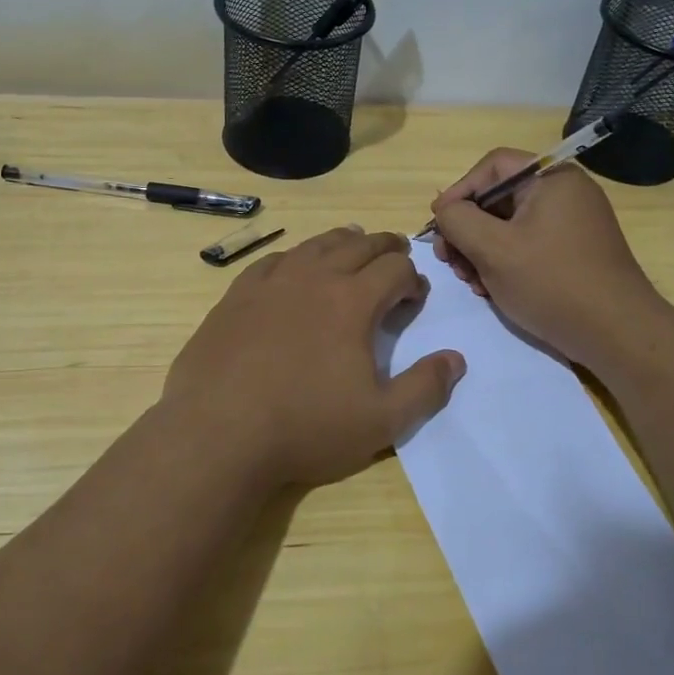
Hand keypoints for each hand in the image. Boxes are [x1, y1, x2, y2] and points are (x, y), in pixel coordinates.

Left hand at [161, 227, 465, 488]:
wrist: (217, 432)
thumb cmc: (305, 427)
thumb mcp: (381, 421)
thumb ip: (425, 388)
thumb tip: (456, 359)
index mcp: (353, 301)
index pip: (395, 269)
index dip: (413, 279)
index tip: (415, 296)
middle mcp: (314, 277)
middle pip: (359, 245)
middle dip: (385, 247)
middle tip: (396, 255)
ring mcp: (271, 281)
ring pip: (316, 244)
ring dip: (343, 242)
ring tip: (354, 245)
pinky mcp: (237, 294)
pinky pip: (275, 259)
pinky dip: (296, 256)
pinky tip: (294, 267)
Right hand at [430, 149, 663, 371]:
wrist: (617, 334)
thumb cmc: (552, 283)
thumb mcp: (493, 249)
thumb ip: (458, 220)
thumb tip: (444, 209)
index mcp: (552, 179)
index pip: (492, 167)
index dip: (459, 191)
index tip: (438, 225)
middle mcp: (565, 193)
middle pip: (499, 197)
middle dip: (467, 229)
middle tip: (449, 261)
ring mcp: (572, 223)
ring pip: (509, 225)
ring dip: (481, 250)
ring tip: (470, 282)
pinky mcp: (574, 251)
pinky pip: (528, 244)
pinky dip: (504, 261)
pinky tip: (491, 289)